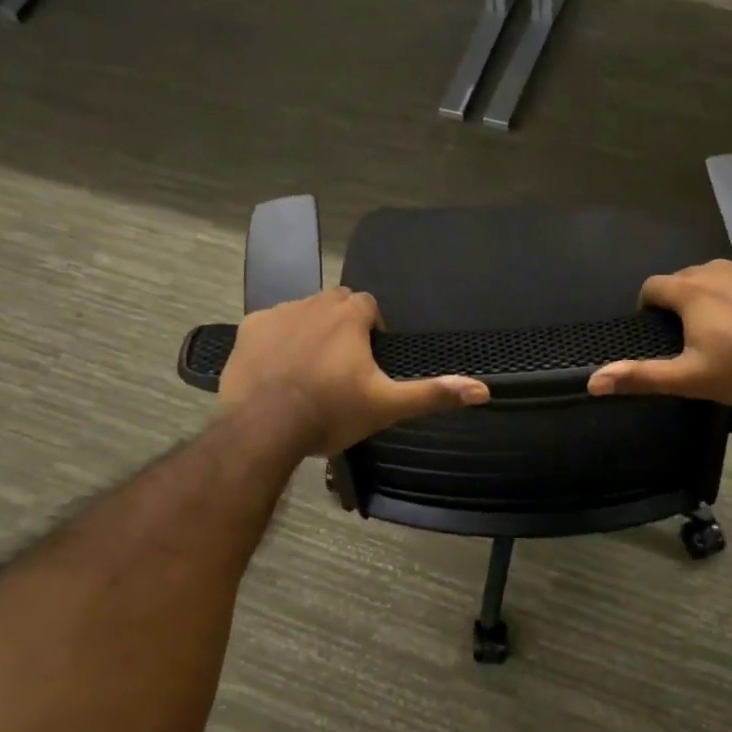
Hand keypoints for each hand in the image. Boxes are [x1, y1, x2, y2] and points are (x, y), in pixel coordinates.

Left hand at [219, 288, 489, 455]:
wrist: (263, 428)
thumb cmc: (330, 412)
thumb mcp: (387, 406)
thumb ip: (433, 394)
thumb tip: (483, 389)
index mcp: (349, 316)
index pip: (368, 305)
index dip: (371, 329)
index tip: (368, 359)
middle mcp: (314, 303)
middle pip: (335, 303)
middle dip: (341, 325)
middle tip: (341, 366)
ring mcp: (278, 314)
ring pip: (302, 312)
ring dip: (310, 330)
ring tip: (309, 369)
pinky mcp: (248, 329)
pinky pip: (270, 325)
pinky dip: (277, 340)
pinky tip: (276, 370)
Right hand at [587, 259, 731, 407]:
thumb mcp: (691, 379)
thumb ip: (642, 376)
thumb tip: (593, 381)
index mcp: (692, 292)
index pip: (654, 285)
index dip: (650, 305)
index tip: (658, 326)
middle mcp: (720, 269)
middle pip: (689, 277)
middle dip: (686, 299)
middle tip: (697, 333)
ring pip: (725, 273)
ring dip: (721, 292)